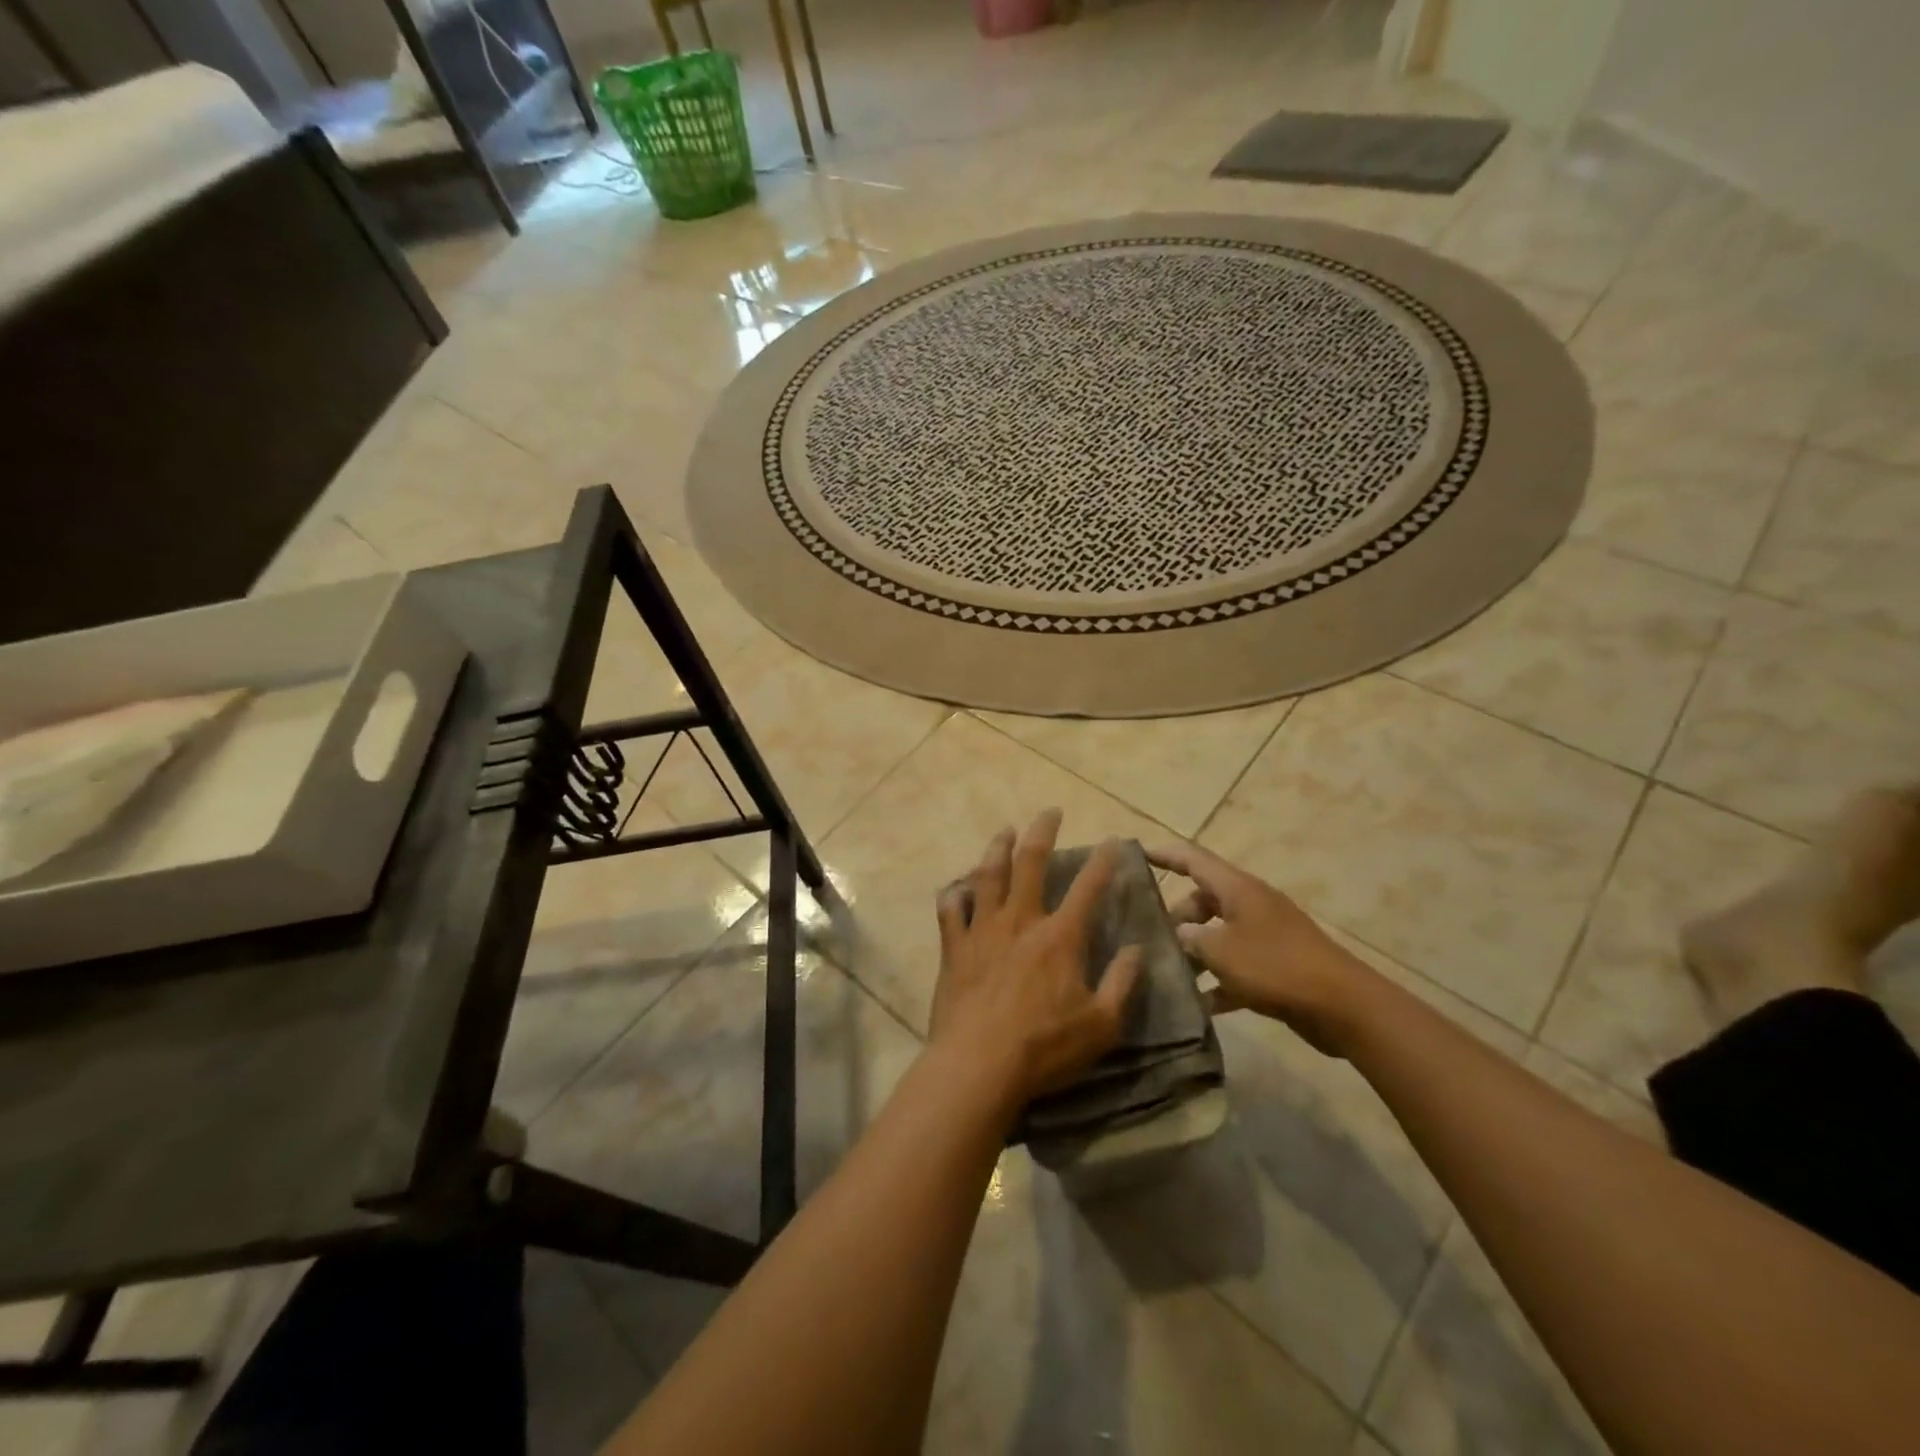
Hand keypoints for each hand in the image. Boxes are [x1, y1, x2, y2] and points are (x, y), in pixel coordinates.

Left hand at [930, 810, 1143, 1109]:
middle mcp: (1020, 920)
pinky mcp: (954, 947)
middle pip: (1030, 862)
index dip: (1104, 861)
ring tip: (1003, 832)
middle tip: (1050, 812)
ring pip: (988, 875)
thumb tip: (1137, 949)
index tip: (1113, 840)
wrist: (979, 1064)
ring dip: (997, 849)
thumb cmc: (1045, 1047)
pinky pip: (950, 910)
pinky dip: (954, 895)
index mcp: (1060, 936)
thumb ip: (1123, 983)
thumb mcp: (1102, 1024)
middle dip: (1042, 832)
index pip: (1088, 887)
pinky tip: (956, 888)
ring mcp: (983, 930)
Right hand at [1149, 842, 1372, 1054]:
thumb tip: (1178, 935)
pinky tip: (1198, 1005)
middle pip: (1203, 899)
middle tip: (1149, 937)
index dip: (1164, 854)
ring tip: (1168, 972)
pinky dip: (1218, 980)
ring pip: (1218, 934)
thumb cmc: (1275, 966)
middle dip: (1175, 916)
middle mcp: (1250, 905)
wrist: (1343, 1006)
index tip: (1135, 853)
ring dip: (1195, 951)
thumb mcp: (1220, 950)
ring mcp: (1265, 935)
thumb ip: (1191, 939)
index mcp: (1237, 889)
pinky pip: (1237, 966)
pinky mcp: (1276, 966)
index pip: (1193, 859)